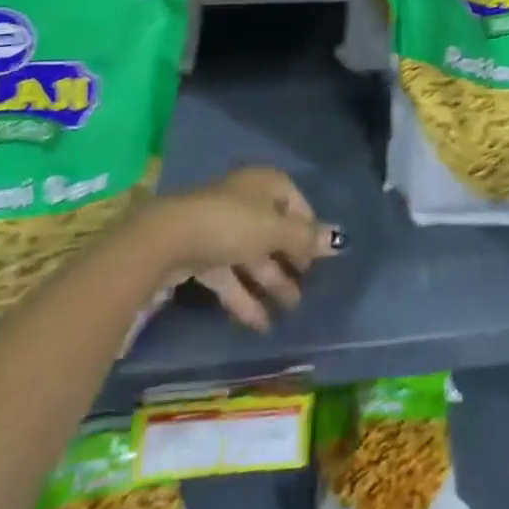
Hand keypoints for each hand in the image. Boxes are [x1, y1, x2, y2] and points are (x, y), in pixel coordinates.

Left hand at [140, 167, 341, 331]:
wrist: (168, 238)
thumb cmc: (231, 224)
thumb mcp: (275, 231)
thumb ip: (306, 238)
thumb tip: (340, 239)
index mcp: (265, 184)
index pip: (296, 203)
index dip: (309, 230)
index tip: (319, 258)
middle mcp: (245, 200)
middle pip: (274, 230)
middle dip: (290, 260)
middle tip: (307, 288)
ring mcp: (221, 226)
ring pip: (252, 255)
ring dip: (271, 282)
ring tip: (290, 310)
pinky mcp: (201, 253)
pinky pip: (230, 274)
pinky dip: (244, 296)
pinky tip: (260, 324)